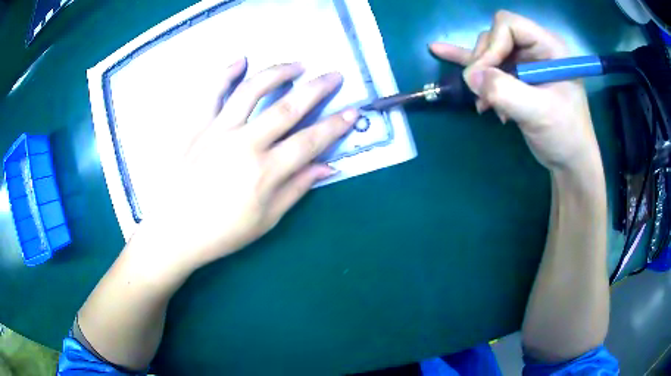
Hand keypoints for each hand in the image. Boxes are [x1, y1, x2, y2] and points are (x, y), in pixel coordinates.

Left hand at [134, 59, 357, 274]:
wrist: (174, 232)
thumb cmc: (221, 233)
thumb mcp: (266, 220)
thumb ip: (296, 189)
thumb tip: (327, 167)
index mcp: (265, 172)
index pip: (310, 141)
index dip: (335, 125)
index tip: (353, 112)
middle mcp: (245, 143)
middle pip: (288, 107)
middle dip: (318, 88)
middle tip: (334, 75)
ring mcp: (217, 130)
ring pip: (253, 90)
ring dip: (280, 72)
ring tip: (298, 64)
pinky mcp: (196, 126)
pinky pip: (211, 93)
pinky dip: (226, 73)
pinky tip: (241, 60)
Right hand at [430, 11, 600, 171]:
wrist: (569, 160)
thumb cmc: (564, 135)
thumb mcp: (539, 113)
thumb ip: (505, 91)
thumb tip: (469, 77)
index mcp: (548, 47)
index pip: (509, 26)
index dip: (493, 46)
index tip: (485, 76)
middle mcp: (535, 48)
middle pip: (495, 37)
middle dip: (485, 63)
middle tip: (484, 94)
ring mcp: (524, 61)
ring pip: (488, 52)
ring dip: (480, 75)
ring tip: (483, 102)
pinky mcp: (515, 76)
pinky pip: (487, 64)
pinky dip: (468, 64)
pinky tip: (439, 51)